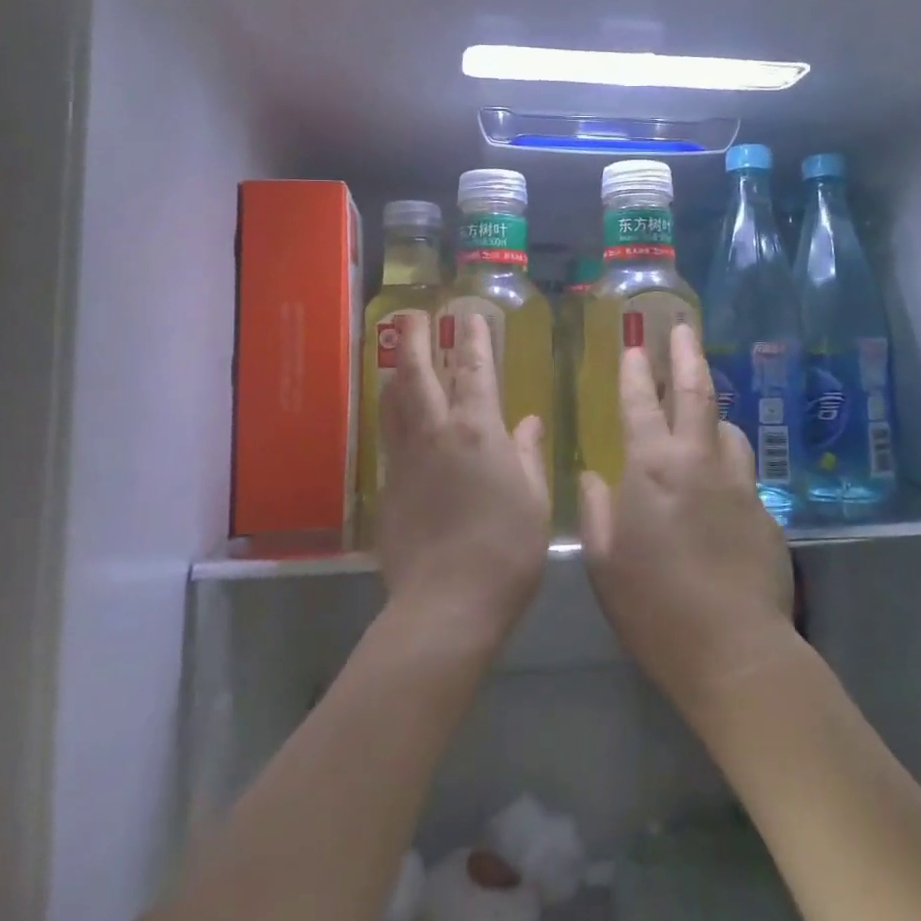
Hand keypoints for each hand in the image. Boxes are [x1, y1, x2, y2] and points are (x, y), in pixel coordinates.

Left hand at [375, 311, 550, 649]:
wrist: (447, 604)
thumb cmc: (506, 550)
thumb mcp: (534, 499)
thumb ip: (527, 454)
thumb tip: (527, 422)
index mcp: (478, 431)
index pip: (474, 371)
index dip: (473, 340)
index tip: (469, 316)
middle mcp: (436, 434)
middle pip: (418, 375)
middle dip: (415, 341)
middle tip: (412, 316)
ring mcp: (405, 460)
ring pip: (393, 403)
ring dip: (395, 373)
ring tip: (396, 355)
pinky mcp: (387, 488)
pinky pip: (387, 437)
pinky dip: (390, 415)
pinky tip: (394, 416)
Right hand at [578, 322, 794, 713]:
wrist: (733, 649)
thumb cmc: (653, 606)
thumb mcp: (604, 561)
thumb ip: (598, 510)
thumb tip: (596, 477)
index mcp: (652, 468)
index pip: (640, 404)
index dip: (636, 372)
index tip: (634, 345)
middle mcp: (698, 461)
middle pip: (696, 393)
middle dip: (686, 356)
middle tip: (683, 330)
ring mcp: (739, 483)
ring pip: (727, 429)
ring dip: (711, 414)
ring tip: (701, 412)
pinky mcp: (765, 510)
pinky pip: (743, 470)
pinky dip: (726, 460)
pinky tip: (719, 483)